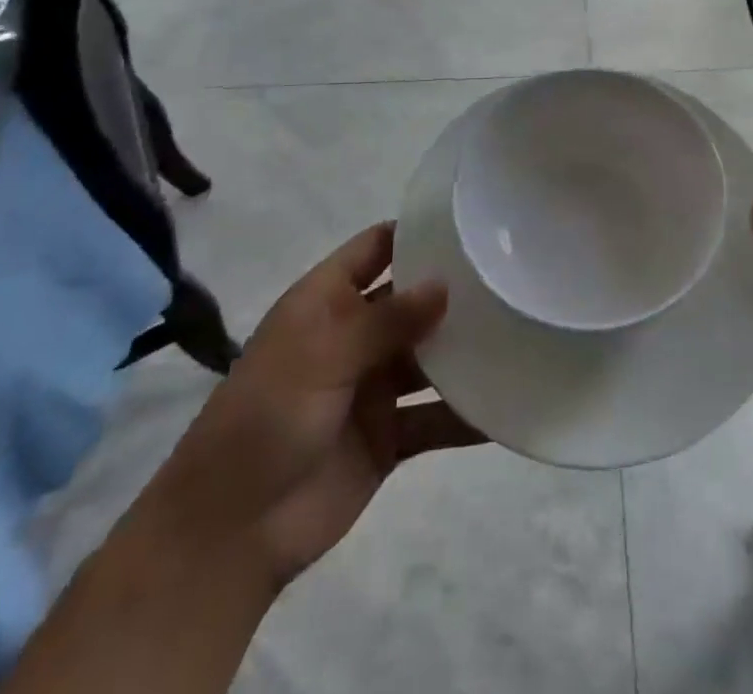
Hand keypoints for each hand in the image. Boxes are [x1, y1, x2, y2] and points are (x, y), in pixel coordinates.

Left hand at [157, 223, 484, 586]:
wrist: (229, 533)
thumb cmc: (267, 418)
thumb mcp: (323, 355)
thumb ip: (387, 320)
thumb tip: (446, 284)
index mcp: (327, 302)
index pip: (376, 248)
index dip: (416, 232)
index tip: (471, 220)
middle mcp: (354, 336)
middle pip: (412, 300)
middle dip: (454, 290)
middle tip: (513, 273)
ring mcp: (373, 386)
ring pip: (430, 357)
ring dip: (467, 349)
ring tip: (523, 329)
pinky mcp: (389, 435)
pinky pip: (435, 416)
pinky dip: (467, 413)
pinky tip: (510, 405)